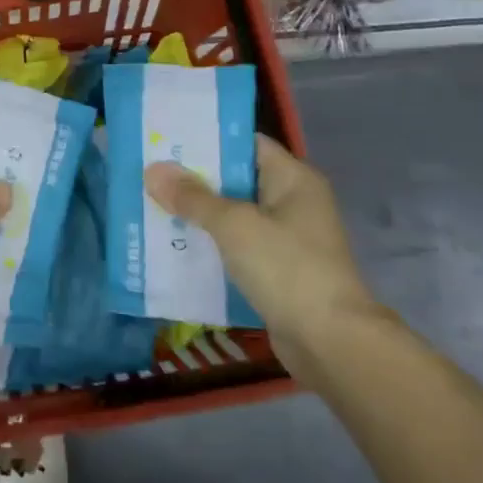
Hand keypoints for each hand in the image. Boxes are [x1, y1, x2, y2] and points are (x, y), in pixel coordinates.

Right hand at [145, 135, 383, 370]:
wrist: (331, 343)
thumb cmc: (286, 268)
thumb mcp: (233, 225)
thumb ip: (193, 197)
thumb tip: (153, 170)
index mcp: (293, 178)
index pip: (246, 143)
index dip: (208, 139)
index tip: (168, 139)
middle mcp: (293, 201)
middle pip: (237, 179)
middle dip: (195, 178)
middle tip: (150, 171)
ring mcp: (288, 238)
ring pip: (234, 215)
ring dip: (199, 214)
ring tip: (153, 204)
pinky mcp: (278, 271)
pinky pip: (238, 247)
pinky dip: (211, 245)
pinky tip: (175, 245)